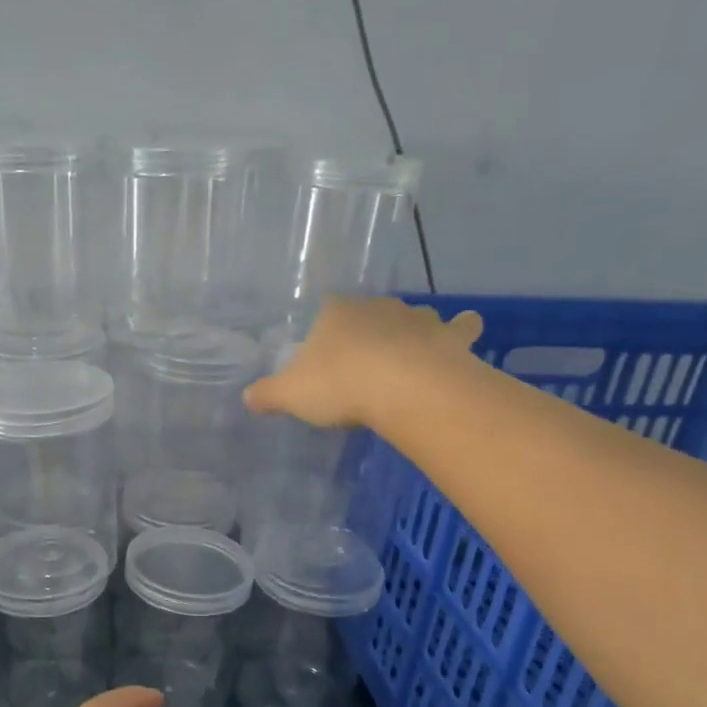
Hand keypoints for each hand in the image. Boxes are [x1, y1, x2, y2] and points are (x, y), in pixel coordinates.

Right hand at [244, 297, 482, 427]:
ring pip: (413, 317)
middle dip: (366, 332)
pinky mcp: (448, 337)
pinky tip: (459, 340)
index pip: (326, 312)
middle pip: (369, 313)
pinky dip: (461, 331)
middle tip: (361, 363)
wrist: (402, 388)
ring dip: (410, 331)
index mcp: (335, 313)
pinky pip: (460, 327)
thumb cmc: (339, 385)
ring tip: (406, 356)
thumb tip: (246, 398)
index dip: (323, 332)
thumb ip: (267, 395)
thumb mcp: (290, 395)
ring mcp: (416, 319)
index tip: (323, 356)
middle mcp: (377, 307)